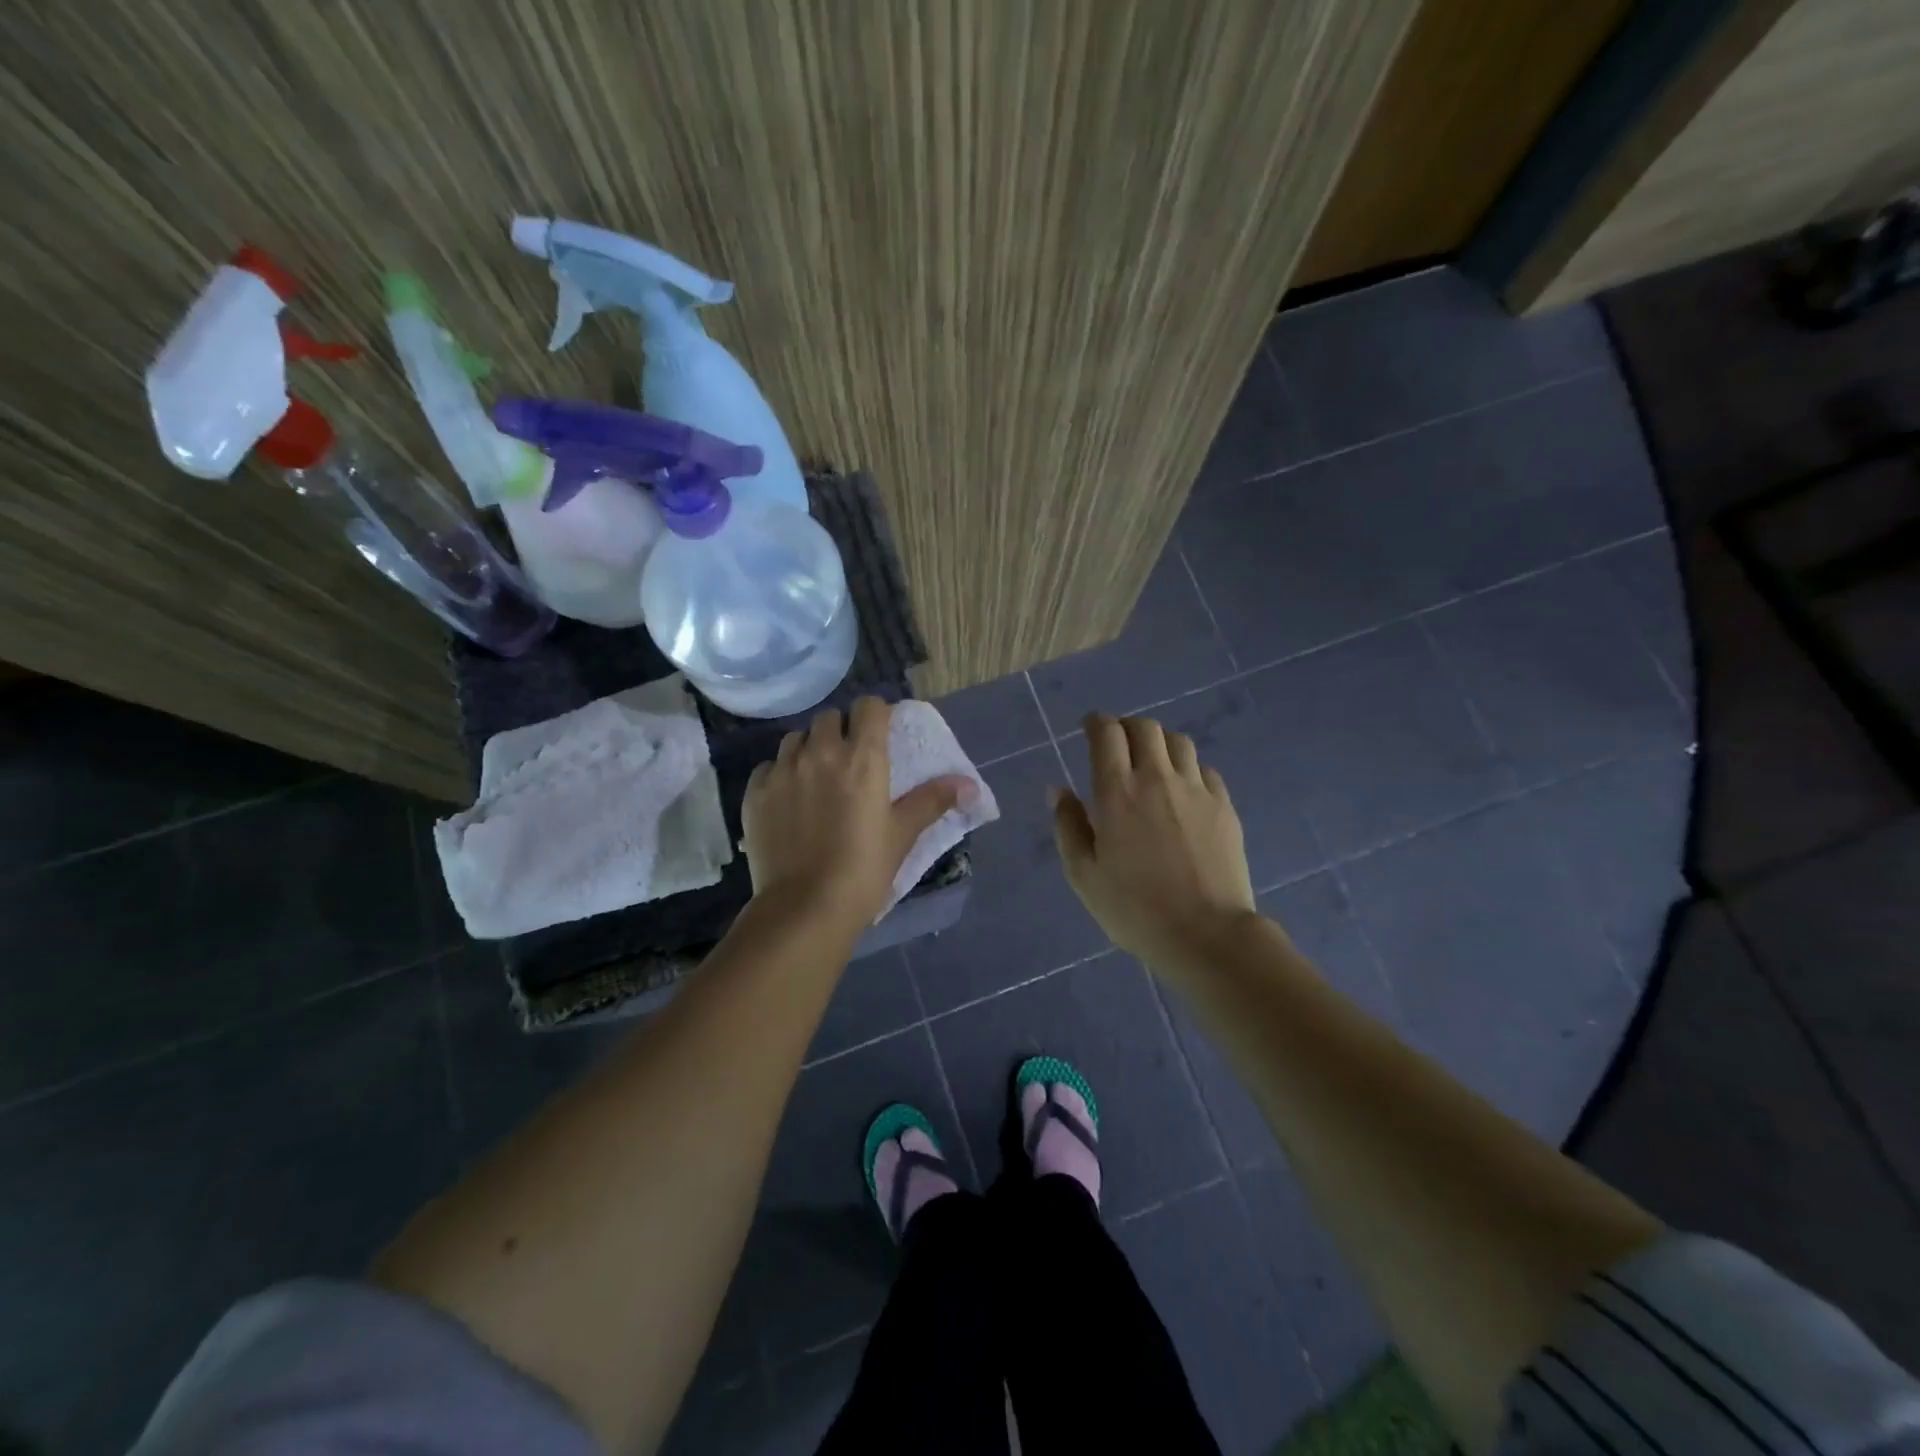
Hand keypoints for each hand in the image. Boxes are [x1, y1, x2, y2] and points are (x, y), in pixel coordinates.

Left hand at [744, 697, 974, 928]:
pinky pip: (769, 766)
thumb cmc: (864, 869)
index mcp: (863, 758)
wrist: (805, 907)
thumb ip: (933, 800)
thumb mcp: (903, 834)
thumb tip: (971, 784)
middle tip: (848, 759)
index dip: (876, 715)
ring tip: (815, 776)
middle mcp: (820, 752)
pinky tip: (787, 799)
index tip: (879, 734)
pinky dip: (779, 773)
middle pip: (829, 717)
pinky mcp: (755, 792)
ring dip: (808, 748)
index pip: (869, 707)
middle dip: (841, 730)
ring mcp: (783, 770)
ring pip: (795, 738)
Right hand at [1051, 713, 1256, 970]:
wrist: (1206, 934)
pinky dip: (1188, 769)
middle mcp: (1157, 779)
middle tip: (1117, 743)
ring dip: (1159, 743)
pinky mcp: (1224, 807)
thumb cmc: (1134, 909)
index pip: (1107, 734)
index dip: (1096, 723)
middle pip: (1145, 727)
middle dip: (1127, 727)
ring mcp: (1196, 790)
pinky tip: (1183, 790)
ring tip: (1151, 761)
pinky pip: (1205, 770)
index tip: (1089, 728)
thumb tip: (1058, 790)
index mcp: (1117, 792)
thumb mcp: (1083, 874)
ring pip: (1179, 742)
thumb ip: (1068, 826)